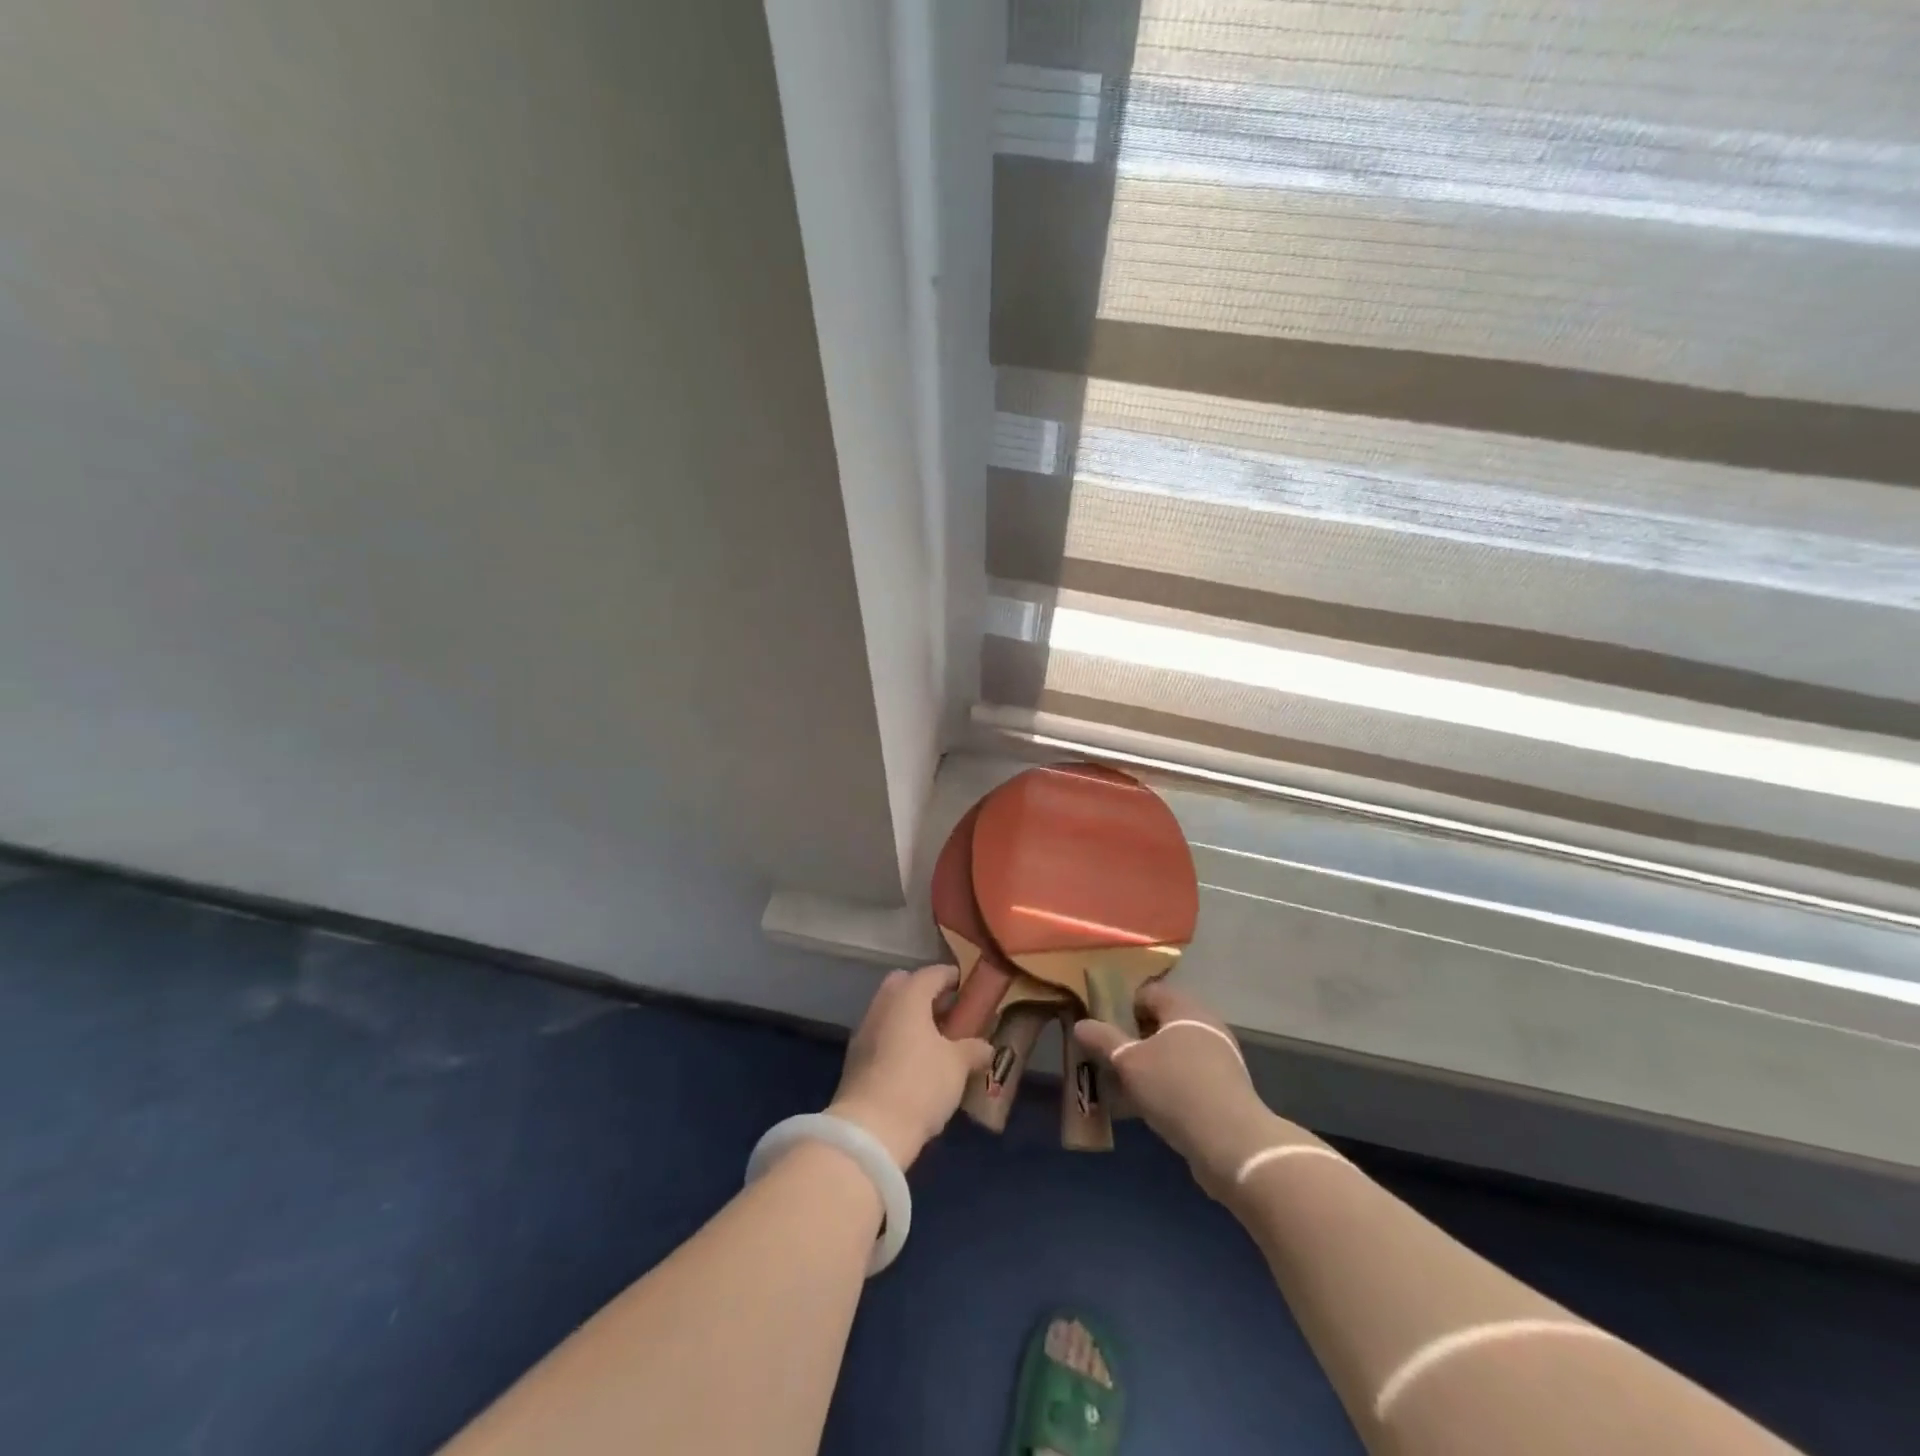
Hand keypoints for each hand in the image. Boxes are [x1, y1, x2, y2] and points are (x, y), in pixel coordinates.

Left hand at [829, 965, 992, 1168]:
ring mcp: (865, 1030)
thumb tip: (986, 1047)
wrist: (870, 1130)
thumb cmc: (920, 1084)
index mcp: (908, 996)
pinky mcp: (855, 1058)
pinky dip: (897, 1037)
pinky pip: (881, 1033)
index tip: (967, 988)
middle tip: (948, 1011)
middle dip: (925, 992)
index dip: (952, 977)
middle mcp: (883, 1005)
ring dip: (910, 1017)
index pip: (932, 973)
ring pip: (890, 1010)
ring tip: (935, 1039)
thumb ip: (973, 1050)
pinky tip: (914, 1060)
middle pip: (904, 985)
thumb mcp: (957, 1066)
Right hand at [1074, 982, 1281, 1199]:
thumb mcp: (1129, 1063)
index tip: (1103, 1025)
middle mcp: (1206, 1024)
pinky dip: (1168, 1083)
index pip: (1149, 992)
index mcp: (1184, 1008)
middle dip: (1136, 1036)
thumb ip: (1104, 1040)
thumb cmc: (1175, 1089)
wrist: (1233, 1144)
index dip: (1124, 1005)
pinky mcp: (1226, 1088)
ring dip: (1151, 1063)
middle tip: (1111, 1054)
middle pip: (1163, 1021)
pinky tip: (1149, 1105)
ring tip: (1125, 1083)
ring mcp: (1220, 1057)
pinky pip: (1188, 1075)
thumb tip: (1081, 1023)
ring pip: (1175, 1051)